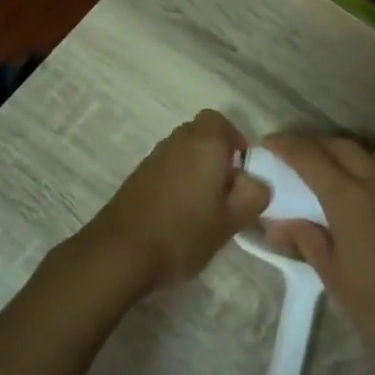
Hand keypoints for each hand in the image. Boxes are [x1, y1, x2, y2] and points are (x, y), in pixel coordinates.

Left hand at [78, 110, 268, 292]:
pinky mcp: (136, 178)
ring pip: (182, 152)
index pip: (221, 121)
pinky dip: (176, 182)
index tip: (241, 172)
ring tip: (203, 207)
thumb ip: (253, 195)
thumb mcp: (232, 220)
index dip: (234, 142)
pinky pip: (166, 168)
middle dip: (216, 155)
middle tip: (225, 190)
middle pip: (201, 134)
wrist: (119, 253)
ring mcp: (152, 158)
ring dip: (195, 170)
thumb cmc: (183, 233)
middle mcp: (177, 142)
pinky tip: (178, 215)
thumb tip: (255, 181)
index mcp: (204, 144)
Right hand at [260, 134, 374, 373]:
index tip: (271, 143)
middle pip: (345, 148)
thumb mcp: (333, 276)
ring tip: (348, 169)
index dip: (287, 146)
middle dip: (319, 146)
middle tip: (303, 157)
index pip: (310, 159)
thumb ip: (306, 240)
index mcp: (349, 199)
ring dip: (358, 155)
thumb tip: (277, 225)